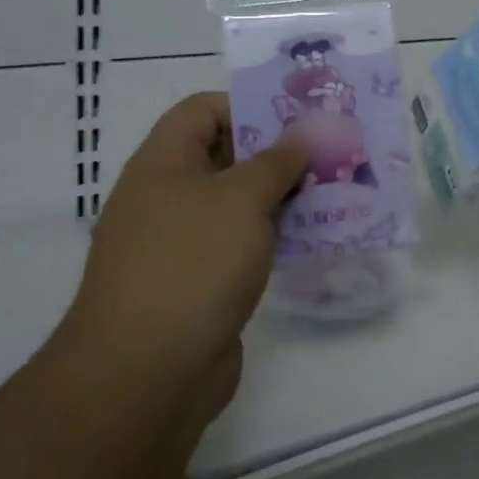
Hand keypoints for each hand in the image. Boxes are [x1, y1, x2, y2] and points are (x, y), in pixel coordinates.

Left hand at [60, 93, 307, 423]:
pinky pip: (239, 243)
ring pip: (236, 203)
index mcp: (163, 162)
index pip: (203, 110)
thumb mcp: (242, 198)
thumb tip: (304, 133)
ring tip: (333, 191)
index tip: (298, 120)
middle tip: (328, 153)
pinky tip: (312, 238)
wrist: (145, 374)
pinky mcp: (196, 283)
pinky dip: (271, 236)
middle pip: (223, 155)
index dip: (248, 105)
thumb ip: (278, 160)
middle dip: (276, 152)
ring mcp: (179, 243)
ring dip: (280, 196)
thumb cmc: (193, 263)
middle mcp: (166, 195)